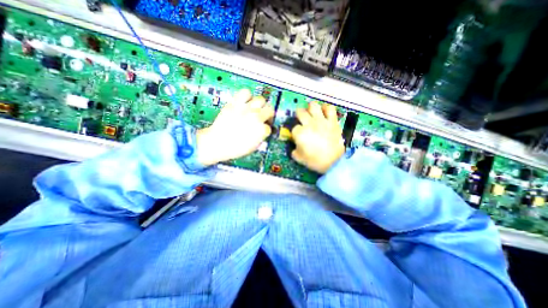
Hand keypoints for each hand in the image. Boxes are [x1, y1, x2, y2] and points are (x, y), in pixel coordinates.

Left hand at [196, 89, 274, 165]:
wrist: (218, 143)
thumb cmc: (235, 148)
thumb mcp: (253, 147)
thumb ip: (261, 138)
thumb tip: (263, 131)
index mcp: (261, 130)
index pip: (269, 126)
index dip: (266, 128)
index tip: (263, 129)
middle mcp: (256, 118)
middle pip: (270, 110)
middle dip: (268, 115)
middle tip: (264, 117)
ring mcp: (246, 109)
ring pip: (261, 99)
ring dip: (260, 105)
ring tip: (255, 108)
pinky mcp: (236, 104)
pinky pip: (245, 92)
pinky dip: (247, 95)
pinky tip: (245, 102)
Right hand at [291, 101, 340, 172]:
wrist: (334, 162)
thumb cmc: (315, 161)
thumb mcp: (299, 158)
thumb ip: (294, 150)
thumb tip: (295, 146)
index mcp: (300, 133)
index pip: (294, 128)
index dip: (295, 132)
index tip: (298, 136)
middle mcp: (309, 124)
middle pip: (300, 112)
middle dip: (299, 115)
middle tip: (301, 118)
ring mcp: (321, 121)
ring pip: (313, 106)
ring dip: (310, 108)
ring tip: (311, 111)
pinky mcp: (332, 121)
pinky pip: (329, 109)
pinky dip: (326, 108)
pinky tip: (324, 111)